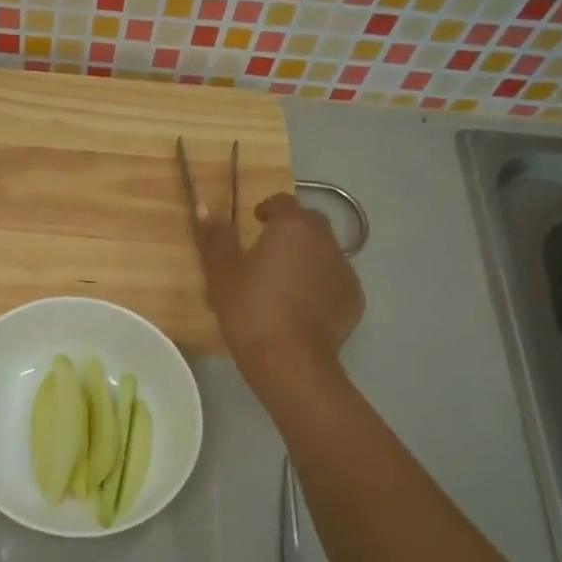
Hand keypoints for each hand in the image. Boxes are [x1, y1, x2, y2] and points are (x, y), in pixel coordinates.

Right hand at [192, 193, 363, 384]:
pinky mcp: (354, 299)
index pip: (283, 202)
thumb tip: (206, 207)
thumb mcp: (221, 274)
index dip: (268, 209)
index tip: (255, 222)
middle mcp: (325, 240)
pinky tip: (302, 309)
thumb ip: (215, 238)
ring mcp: (344, 269)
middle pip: (308, 225)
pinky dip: (320, 287)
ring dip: (306, 260)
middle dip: (290, 233)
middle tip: (267, 255)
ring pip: (323, 254)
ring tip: (284, 285)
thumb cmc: (249, 310)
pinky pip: (334, 282)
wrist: (290, 359)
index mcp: (292, 227)